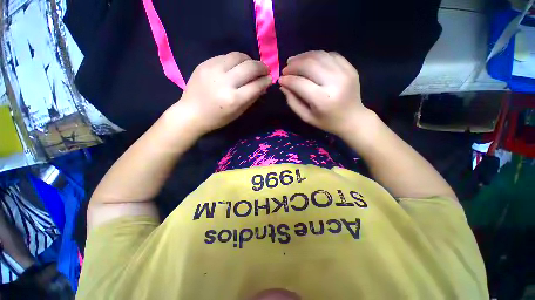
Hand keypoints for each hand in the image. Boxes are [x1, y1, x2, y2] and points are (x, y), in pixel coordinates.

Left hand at [169, 52, 271, 135]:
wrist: (191, 113)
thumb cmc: (217, 118)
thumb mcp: (238, 113)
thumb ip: (252, 98)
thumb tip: (263, 85)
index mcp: (234, 99)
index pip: (256, 85)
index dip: (266, 81)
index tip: (270, 79)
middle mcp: (225, 82)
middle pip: (250, 67)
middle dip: (261, 67)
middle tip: (265, 70)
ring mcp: (213, 70)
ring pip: (238, 56)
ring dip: (249, 60)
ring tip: (252, 66)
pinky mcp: (205, 63)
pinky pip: (226, 56)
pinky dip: (236, 60)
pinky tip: (237, 66)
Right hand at [279, 51, 368, 136]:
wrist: (353, 119)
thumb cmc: (327, 122)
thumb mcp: (306, 117)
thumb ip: (293, 102)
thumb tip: (283, 85)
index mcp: (323, 100)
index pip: (300, 83)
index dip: (288, 80)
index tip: (280, 79)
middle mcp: (335, 82)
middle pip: (309, 65)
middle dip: (294, 65)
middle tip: (286, 69)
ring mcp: (345, 72)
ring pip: (319, 56)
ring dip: (303, 56)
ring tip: (293, 61)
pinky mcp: (350, 68)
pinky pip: (330, 55)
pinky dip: (317, 55)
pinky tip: (309, 60)